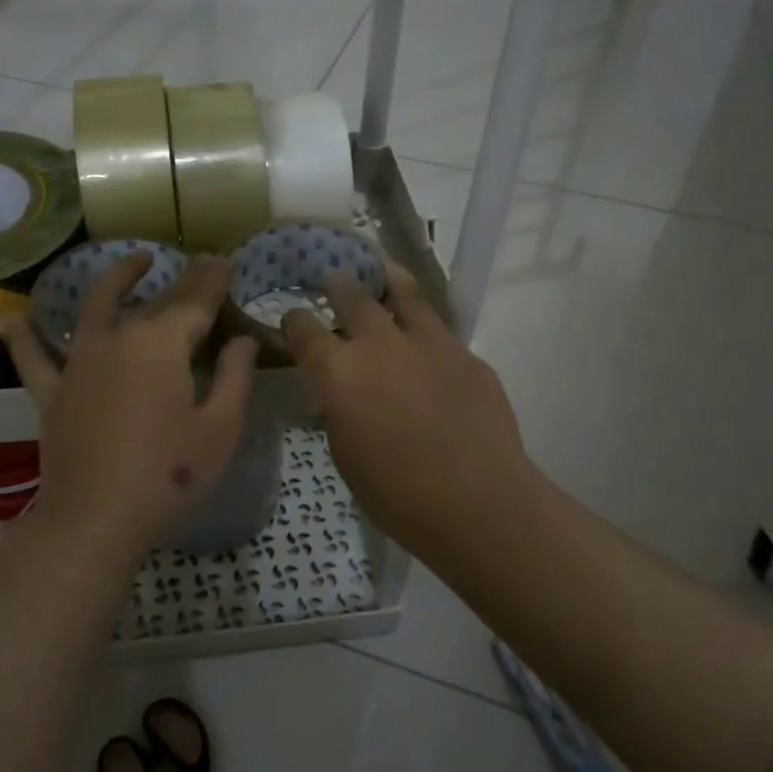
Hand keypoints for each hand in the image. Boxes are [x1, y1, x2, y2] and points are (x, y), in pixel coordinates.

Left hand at [0, 252, 256, 561]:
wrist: (95, 519)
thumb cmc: (168, 475)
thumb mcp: (220, 429)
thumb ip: (235, 377)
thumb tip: (242, 341)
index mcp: (162, 344)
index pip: (195, 301)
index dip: (214, 279)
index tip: (226, 261)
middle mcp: (118, 339)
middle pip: (156, 301)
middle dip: (183, 279)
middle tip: (202, 264)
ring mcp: (79, 362)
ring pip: (97, 307)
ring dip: (117, 279)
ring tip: (135, 260)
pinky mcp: (52, 391)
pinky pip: (33, 357)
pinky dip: (22, 337)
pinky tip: (11, 319)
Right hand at [281, 266, 546, 552]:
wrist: (478, 502)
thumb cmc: (396, 494)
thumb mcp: (345, 452)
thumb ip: (340, 408)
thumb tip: (345, 390)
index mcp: (339, 372)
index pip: (304, 329)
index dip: (295, 320)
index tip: (294, 318)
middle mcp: (380, 344)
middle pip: (353, 296)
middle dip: (338, 284)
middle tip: (334, 277)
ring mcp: (428, 343)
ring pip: (405, 293)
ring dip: (388, 279)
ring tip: (384, 269)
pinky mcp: (467, 354)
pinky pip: (440, 331)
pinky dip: (426, 328)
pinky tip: (427, 341)